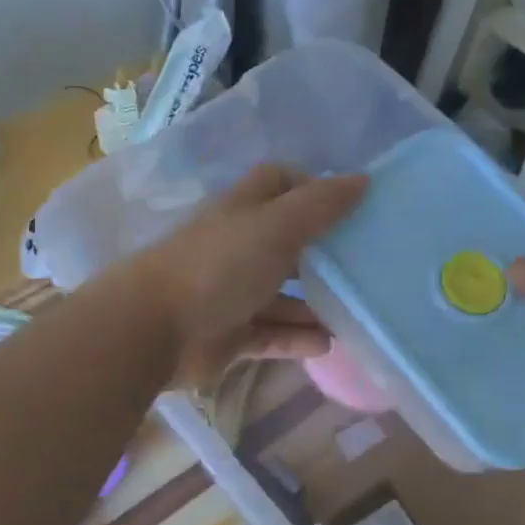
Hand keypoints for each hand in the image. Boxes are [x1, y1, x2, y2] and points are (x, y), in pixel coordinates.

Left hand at [122, 164, 367, 386]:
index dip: (311, 186)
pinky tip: (328, 345)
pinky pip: (272, 334)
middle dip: (323, 252)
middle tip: (368, 264)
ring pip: (282, 295)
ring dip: (315, 303)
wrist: (155, 328)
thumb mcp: (276, 226)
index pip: (278, 183)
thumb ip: (320, 204)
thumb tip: (364, 180)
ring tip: (358, 313)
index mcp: (245, 211)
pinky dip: (298, 338)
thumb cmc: (220, 265)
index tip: (351, 204)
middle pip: (286, 242)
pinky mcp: (230, 335)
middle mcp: (238, 247)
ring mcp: (233, 293)